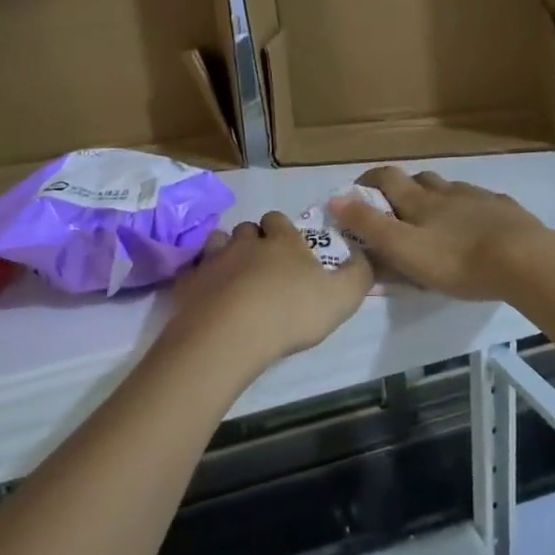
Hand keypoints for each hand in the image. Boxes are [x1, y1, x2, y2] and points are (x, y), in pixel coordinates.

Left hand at [165, 213, 373, 369]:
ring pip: (218, 242)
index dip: (282, 231)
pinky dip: (200, 277)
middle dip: (253, 240)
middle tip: (262, 266)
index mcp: (282, 242)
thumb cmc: (291, 313)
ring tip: (232, 276)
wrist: (231, 334)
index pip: (278, 220)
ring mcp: (214, 259)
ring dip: (225, 253)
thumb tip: (365, 255)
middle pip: (247, 229)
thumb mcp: (342, 298)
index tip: (288, 249)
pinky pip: (193, 270)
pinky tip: (206, 293)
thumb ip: (359, 275)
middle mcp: (246, 242)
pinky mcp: (189, 281)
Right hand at [329, 167, 553, 301]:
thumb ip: (369, 226)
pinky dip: (472, 209)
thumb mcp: (404, 249)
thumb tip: (335, 198)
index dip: (369, 179)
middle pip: (422, 179)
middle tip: (398, 207)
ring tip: (438, 218)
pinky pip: (484, 202)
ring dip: (439, 197)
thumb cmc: (457, 259)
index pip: (388, 178)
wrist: (526, 260)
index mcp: (420, 201)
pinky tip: (479, 224)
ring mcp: (480, 199)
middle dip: (406, 187)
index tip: (357, 188)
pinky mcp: (508, 211)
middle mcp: (448, 192)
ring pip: (453, 189)